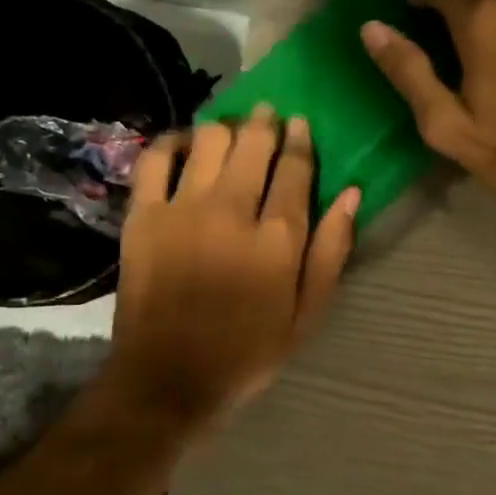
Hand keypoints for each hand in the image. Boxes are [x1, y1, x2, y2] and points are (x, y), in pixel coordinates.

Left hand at [103, 107, 357, 430]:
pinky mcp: (143, 216)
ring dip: (226, 127)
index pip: (295, 169)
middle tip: (269, 116)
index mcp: (278, 239)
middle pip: (253, 144)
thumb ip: (332, 252)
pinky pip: (157, 158)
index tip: (302, 125)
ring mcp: (183, 209)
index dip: (301, 141)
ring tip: (232, 130)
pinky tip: (186, 144)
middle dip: (266, 122)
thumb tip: (352, 194)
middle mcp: (232, 212)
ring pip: (209, 140)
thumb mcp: (307, 315)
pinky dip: (174, 142)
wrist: (168, 379)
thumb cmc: (247, 351)